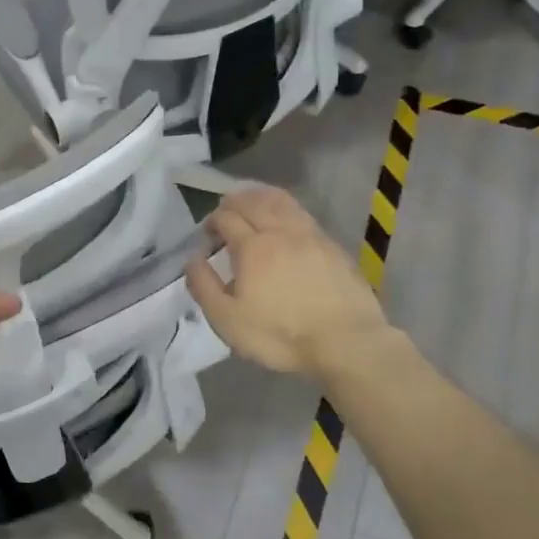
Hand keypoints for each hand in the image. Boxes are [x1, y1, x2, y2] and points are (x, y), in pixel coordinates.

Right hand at [185, 186, 394, 380]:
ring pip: (281, 202)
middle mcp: (280, 232)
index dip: (212, 222)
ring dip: (260, 197)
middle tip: (224, 212)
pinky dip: (285, 207)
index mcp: (251, 248)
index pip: (226, 218)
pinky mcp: (332, 246)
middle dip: (233, 202)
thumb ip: (204, 286)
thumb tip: (193, 259)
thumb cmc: (280, 335)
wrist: (346, 342)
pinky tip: (284, 218)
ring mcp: (310, 235)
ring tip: (251, 201)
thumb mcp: (227, 320)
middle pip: (253, 202)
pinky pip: (302, 214)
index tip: (207, 236)